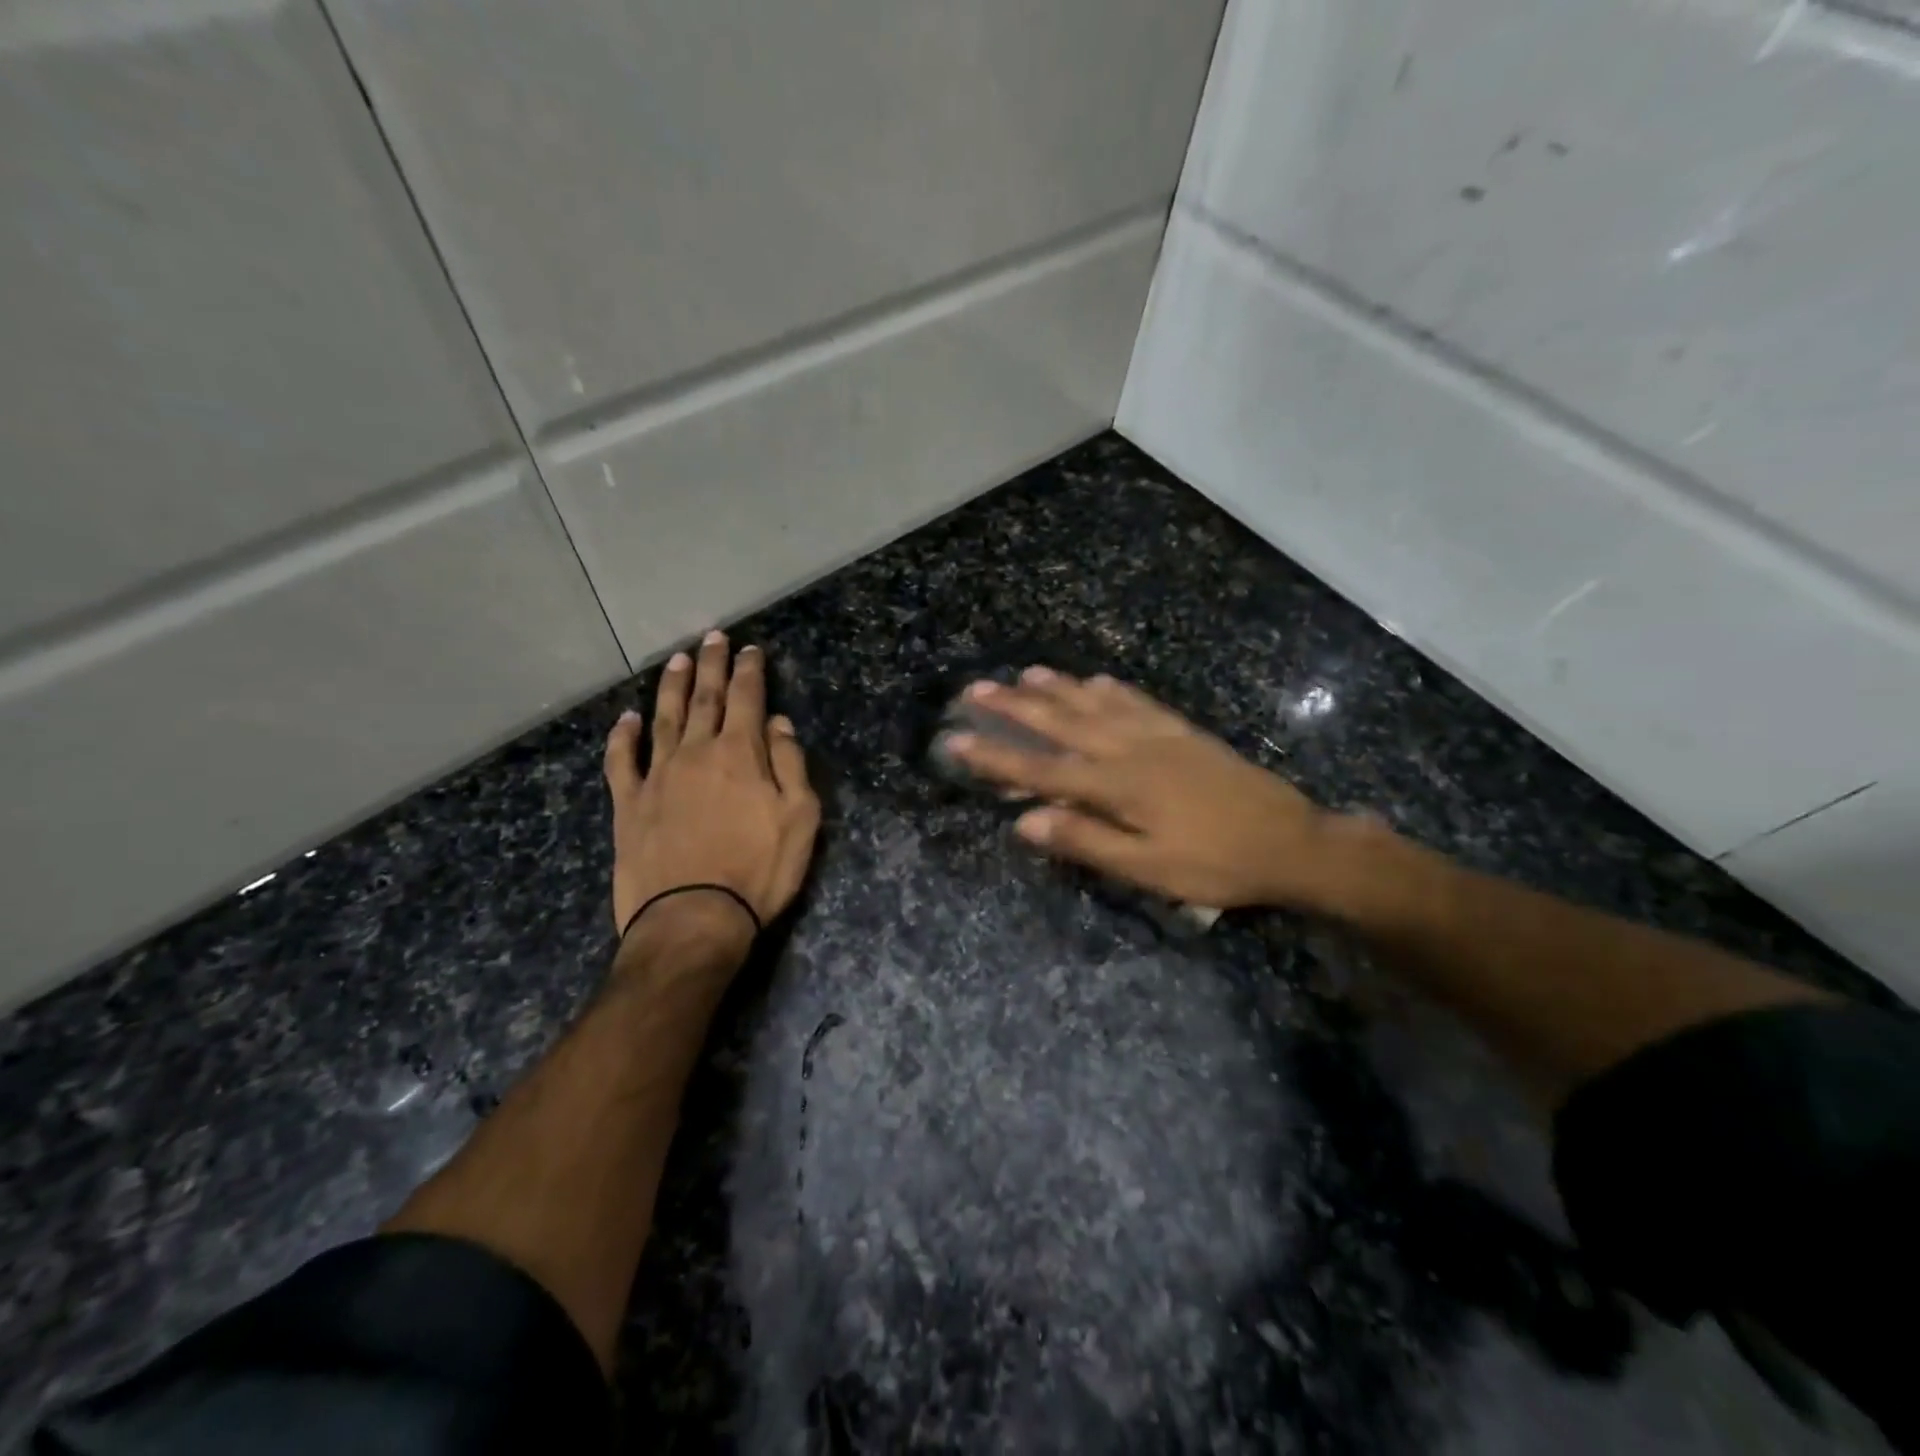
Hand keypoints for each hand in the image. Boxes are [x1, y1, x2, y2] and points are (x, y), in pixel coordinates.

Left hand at [603, 632, 820, 952]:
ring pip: (663, 718)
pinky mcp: (628, 804)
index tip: (751, 649)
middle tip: (713, 637)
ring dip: (671, 686)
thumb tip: (778, 724)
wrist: (693, 918)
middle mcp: (695, 752)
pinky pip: (621, 761)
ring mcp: (657, 776)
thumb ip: (790, 765)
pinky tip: (626, 719)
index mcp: (740, 754)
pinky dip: (622, 737)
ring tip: (676, 659)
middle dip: (711, 664)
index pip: (746, 698)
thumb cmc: (759, 870)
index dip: (749, 671)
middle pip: (704, 698)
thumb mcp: (800, 818)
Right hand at [945, 668, 1360, 911]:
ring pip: (1096, 705)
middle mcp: (1130, 749)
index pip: (1042, 769)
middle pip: (1062, 723)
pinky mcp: (1183, 733)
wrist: (1292, 842)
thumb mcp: (1149, 868)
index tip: (956, 739)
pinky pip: (1139, 702)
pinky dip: (1112, 690)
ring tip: (1025, 674)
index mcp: (1117, 785)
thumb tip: (1025, 821)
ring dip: (1058, 689)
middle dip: (1016, 707)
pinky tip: (1096, 680)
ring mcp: (1159, 736)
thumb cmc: (1217, 864)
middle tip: (976, 689)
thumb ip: (1087, 841)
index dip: (995, 756)